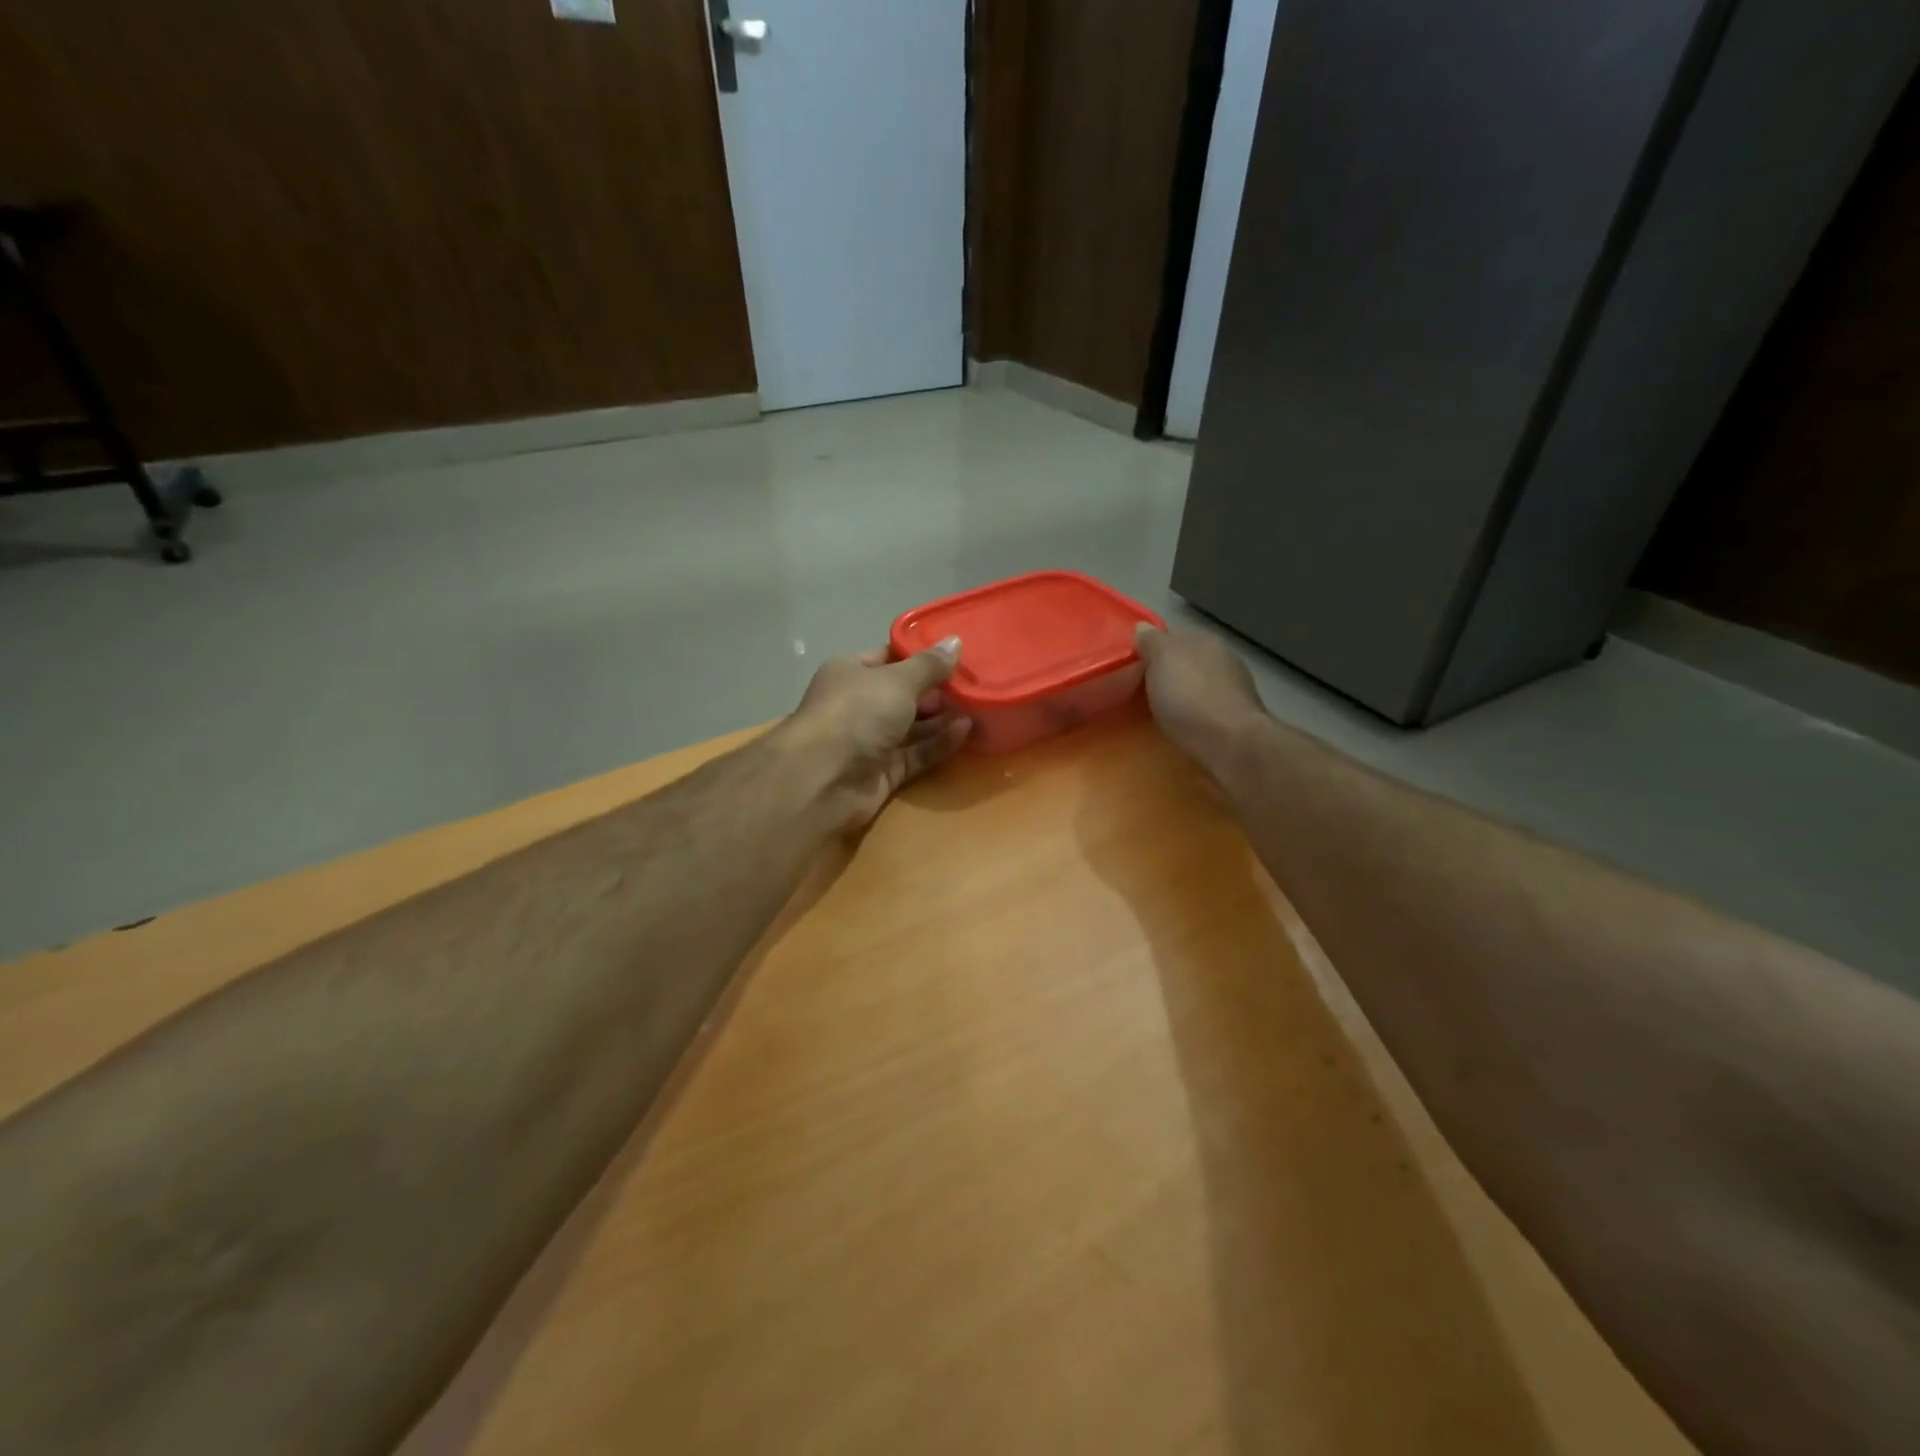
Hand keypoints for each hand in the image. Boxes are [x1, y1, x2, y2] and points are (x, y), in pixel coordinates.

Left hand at [784, 638, 970, 829]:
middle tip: (974, 683)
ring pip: (911, 727)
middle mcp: (857, 705)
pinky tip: (966, 731)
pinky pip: (915, 754)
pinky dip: (938, 744)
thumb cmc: (857, 713)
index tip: (955, 655)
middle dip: (936, 690)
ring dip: (941, 718)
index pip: (888, 657)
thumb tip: (956, 642)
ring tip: (979, 706)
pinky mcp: (882, 772)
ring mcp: (869, 741)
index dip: (920, 656)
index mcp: (850, 673)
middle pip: (902, 694)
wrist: (825, 778)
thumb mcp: (898, 680)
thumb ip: (930, 665)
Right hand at [1134, 625, 1267, 775]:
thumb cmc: (1190, 697)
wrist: (1231, 745)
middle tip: (1139, 687)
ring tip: (1158, 709)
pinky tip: (1181, 725)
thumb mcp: (1161, 660)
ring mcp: (1234, 689)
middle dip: (1166, 671)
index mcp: (1204, 639)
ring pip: (1198, 684)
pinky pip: (1206, 709)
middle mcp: (1223, 658)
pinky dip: (1193, 714)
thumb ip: (1151, 641)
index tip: (1131, 663)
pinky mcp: (1236, 719)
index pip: (1172, 634)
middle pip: (1186, 660)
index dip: (1151, 646)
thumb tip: (1143, 627)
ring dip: (1182, 693)